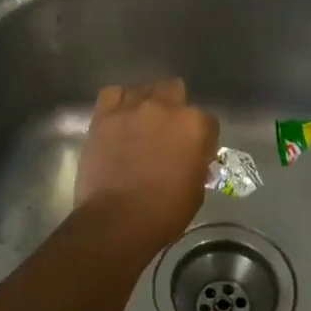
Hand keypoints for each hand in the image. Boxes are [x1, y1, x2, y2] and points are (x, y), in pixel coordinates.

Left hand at [75, 79, 218, 247]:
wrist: (117, 220)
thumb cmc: (164, 212)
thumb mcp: (196, 190)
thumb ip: (196, 164)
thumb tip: (192, 160)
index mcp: (194, 125)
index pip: (207, 121)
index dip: (202, 138)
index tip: (195, 154)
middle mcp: (164, 107)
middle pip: (174, 91)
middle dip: (174, 109)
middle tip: (167, 134)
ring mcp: (132, 108)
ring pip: (144, 89)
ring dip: (146, 104)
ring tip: (141, 124)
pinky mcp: (104, 116)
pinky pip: (113, 95)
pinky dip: (118, 104)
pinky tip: (119, 119)